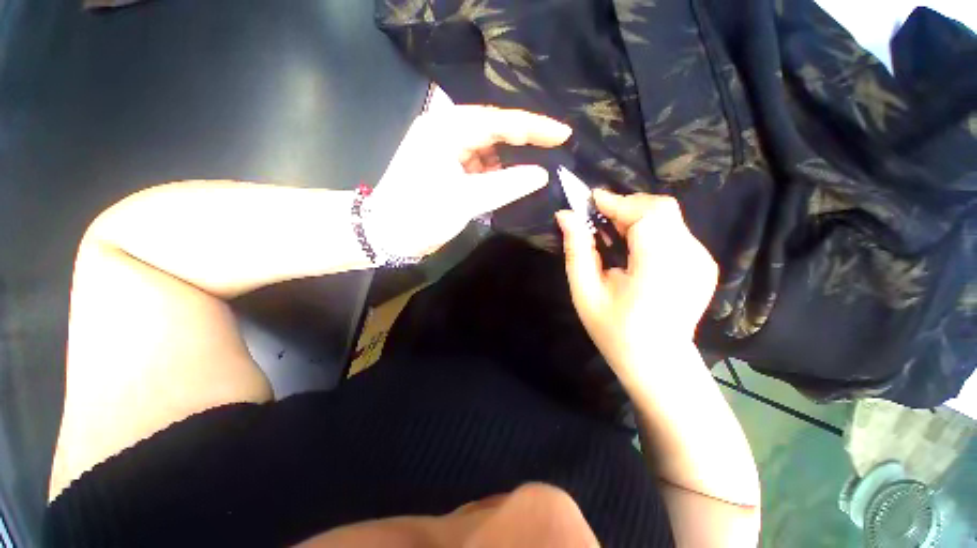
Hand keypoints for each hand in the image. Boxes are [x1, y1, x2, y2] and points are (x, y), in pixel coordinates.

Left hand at [367, 105, 571, 257]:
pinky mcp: (445, 165)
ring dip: (508, 159)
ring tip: (535, 166)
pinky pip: (477, 162)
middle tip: (553, 147)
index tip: (562, 133)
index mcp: (445, 130)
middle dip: (522, 140)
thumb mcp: (466, 200)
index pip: (497, 121)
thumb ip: (507, 185)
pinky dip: (494, 172)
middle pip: (492, 130)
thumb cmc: (421, 215)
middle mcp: (444, 131)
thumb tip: (541, 174)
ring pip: (486, 147)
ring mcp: (444, 148)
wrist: (386, 234)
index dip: (533, 128)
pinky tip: (509, 179)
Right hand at [556, 190, 717, 374]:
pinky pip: (674, 230)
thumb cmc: (615, 330)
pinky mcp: (704, 262)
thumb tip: (565, 215)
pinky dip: (650, 228)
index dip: (617, 202)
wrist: (657, 362)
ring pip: (668, 216)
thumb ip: (576, 250)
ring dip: (636, 216)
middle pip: (660, 208)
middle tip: (600, 222)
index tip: (591, 201)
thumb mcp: (585, 292)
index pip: (646, 214)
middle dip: (626, 207)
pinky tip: (634, 248)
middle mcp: (689, 257)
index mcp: (660, 267)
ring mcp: (702, 259)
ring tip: (613, 235)